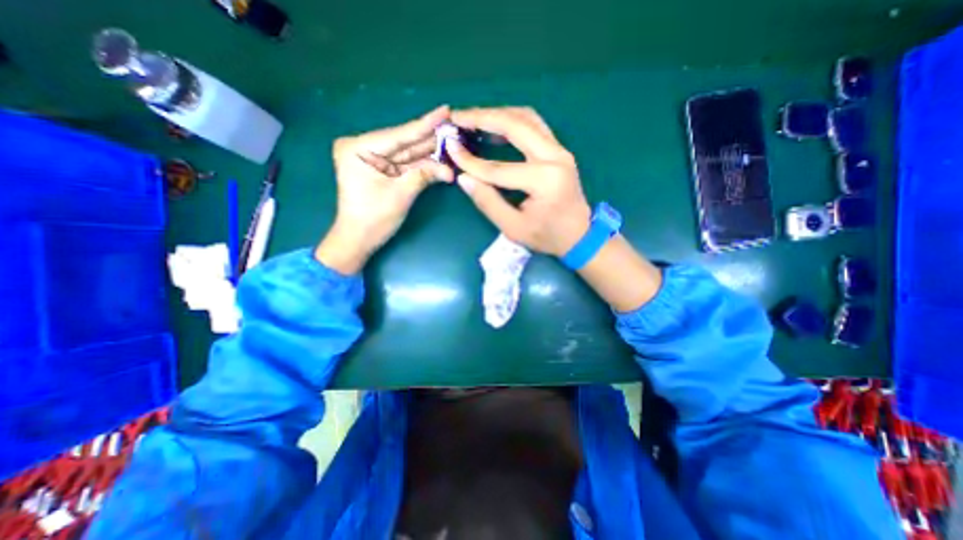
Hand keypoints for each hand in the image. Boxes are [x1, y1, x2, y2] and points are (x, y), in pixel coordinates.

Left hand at [314, 105, 454, 274]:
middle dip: (430, 138)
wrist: (359, 240)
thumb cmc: (373, 219)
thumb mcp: (401, 194)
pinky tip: (441, 158)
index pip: (399, 135)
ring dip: (430, 152)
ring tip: (453, 141)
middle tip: (454, 127)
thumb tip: (450, 169)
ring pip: (407, 154)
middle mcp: (364, 148)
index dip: (425, 124)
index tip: (445, 110)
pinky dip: (423, 164)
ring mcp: (373, 159)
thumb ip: (424, 175)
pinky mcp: (382, 170)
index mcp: (359, 148)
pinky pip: (406, 165)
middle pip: (404, 142)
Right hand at [449, 107, 590, 255]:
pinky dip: (512, 121)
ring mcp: (560, 150)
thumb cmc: (548, 236)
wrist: (580, 235)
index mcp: (544, 180)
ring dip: (498, 115)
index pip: (499, 167)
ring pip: (527, 118)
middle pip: (515, 125)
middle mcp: (555, 157)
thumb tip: (463, 178)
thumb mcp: (514, 228)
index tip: (450, 150)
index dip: (471, 161)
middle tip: (458, 117)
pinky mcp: (559, 151)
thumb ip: (488, 202)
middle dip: (483, 117)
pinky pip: (534, 126)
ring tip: (473, 119)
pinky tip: (495, 128)